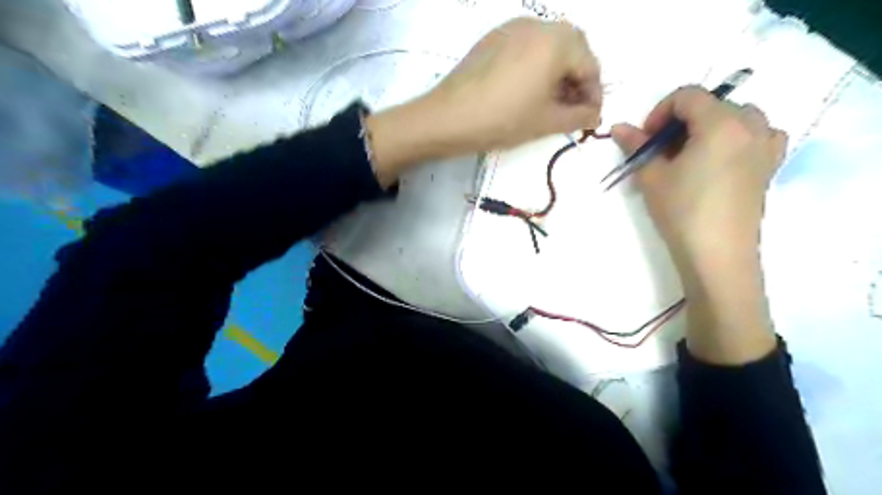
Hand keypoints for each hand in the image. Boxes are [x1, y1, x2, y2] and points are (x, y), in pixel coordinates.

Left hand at [370, 17, 602, 184]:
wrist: (448, 117)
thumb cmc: (503, 119)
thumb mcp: (546, 122)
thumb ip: (579, 116)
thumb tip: (596, 114)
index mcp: (557, 41)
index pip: (590, 65)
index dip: (594, 94)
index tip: (591, 117)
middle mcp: (538, 24)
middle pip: (572, 49)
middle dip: (577, 79)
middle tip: (572, 109)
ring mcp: (512, 27)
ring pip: (548, 46)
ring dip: (557, 72)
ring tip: (550, 102)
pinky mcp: (493, 38)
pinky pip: (525, 47)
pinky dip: (535, 66)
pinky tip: (526, 90)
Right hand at [610, 86, 789, 363]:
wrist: (717, 254)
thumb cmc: (681, 211)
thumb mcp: (652, 177)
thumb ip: (636, 146)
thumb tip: (617, 126)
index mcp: (720, 123)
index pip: (688, 96)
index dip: (660, 111)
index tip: (646, 138)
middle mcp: (750, 126)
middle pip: (713, 104)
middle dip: (683, 120)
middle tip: (664, 149)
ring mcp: (766, 146)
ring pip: (738, 116)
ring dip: (710, 126)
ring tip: (691, 153)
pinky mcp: (770, 166)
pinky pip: (760, 135)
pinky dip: (739, 137)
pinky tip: (723, 159)